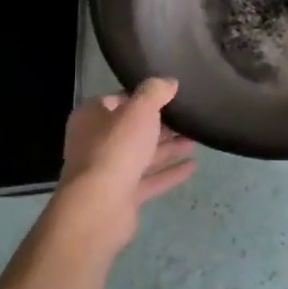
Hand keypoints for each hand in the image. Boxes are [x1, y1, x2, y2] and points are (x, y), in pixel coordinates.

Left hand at [47, 78, 195, 256]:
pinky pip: (149, 179)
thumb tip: (169, 82)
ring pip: (142, 154)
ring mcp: (108, 171)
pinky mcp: (122, 195)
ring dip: (168, 147)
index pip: (118, 99)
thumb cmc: (116, 148)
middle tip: (188, 116)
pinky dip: (169, 171)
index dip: (143, 96)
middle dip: (160, 124)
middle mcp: (96, 142)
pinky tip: (193, 166)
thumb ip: (155, 91)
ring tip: (196, 138)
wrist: (99, 206)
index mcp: (91, 117)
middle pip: (132, 128)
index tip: (170, 94)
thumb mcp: (139, 109)